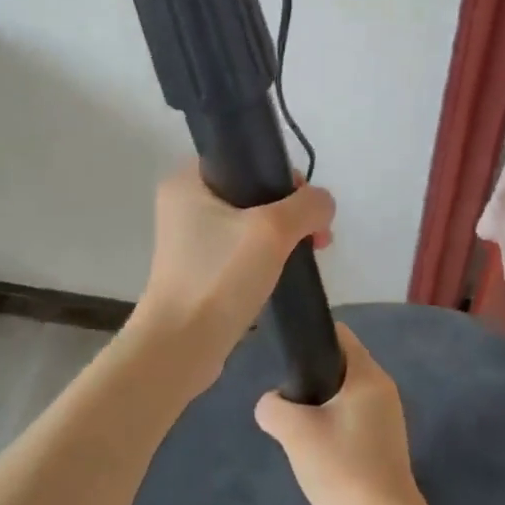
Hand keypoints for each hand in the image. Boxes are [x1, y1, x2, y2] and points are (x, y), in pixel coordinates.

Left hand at [129, 163, 334, 399]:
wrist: (181, 347)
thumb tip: (323, 202)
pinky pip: (239, 251)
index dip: (280, 173)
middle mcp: (183, 204)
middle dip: (289, 210)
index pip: (242, 157)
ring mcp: (189, 240)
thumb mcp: (272, 230)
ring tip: (309, 255)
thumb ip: (307, 206)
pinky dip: (265, 257)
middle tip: (316, 235)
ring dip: (281, 235)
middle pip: (250, 191)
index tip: (305, 204)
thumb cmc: (219, 276)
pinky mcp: (198, 270)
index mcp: (187, 180)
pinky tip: (285, 273)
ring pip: (248, 223)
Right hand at [255, 324, 431, 504]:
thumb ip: (273, 407)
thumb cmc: (342, 467)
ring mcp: (388, 420)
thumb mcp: (294, 431)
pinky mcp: (386, 447)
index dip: (311, 340)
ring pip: (345, 397)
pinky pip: (354, 422)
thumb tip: (272, 404)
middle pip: (340, 366)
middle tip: (290, 404)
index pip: (339, 335)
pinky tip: (319, 456)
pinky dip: (335, 431)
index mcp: (368, 375)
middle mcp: (384, 390)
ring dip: (322, 409)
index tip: (288, 361)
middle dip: (312, 380)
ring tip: (300, 433)